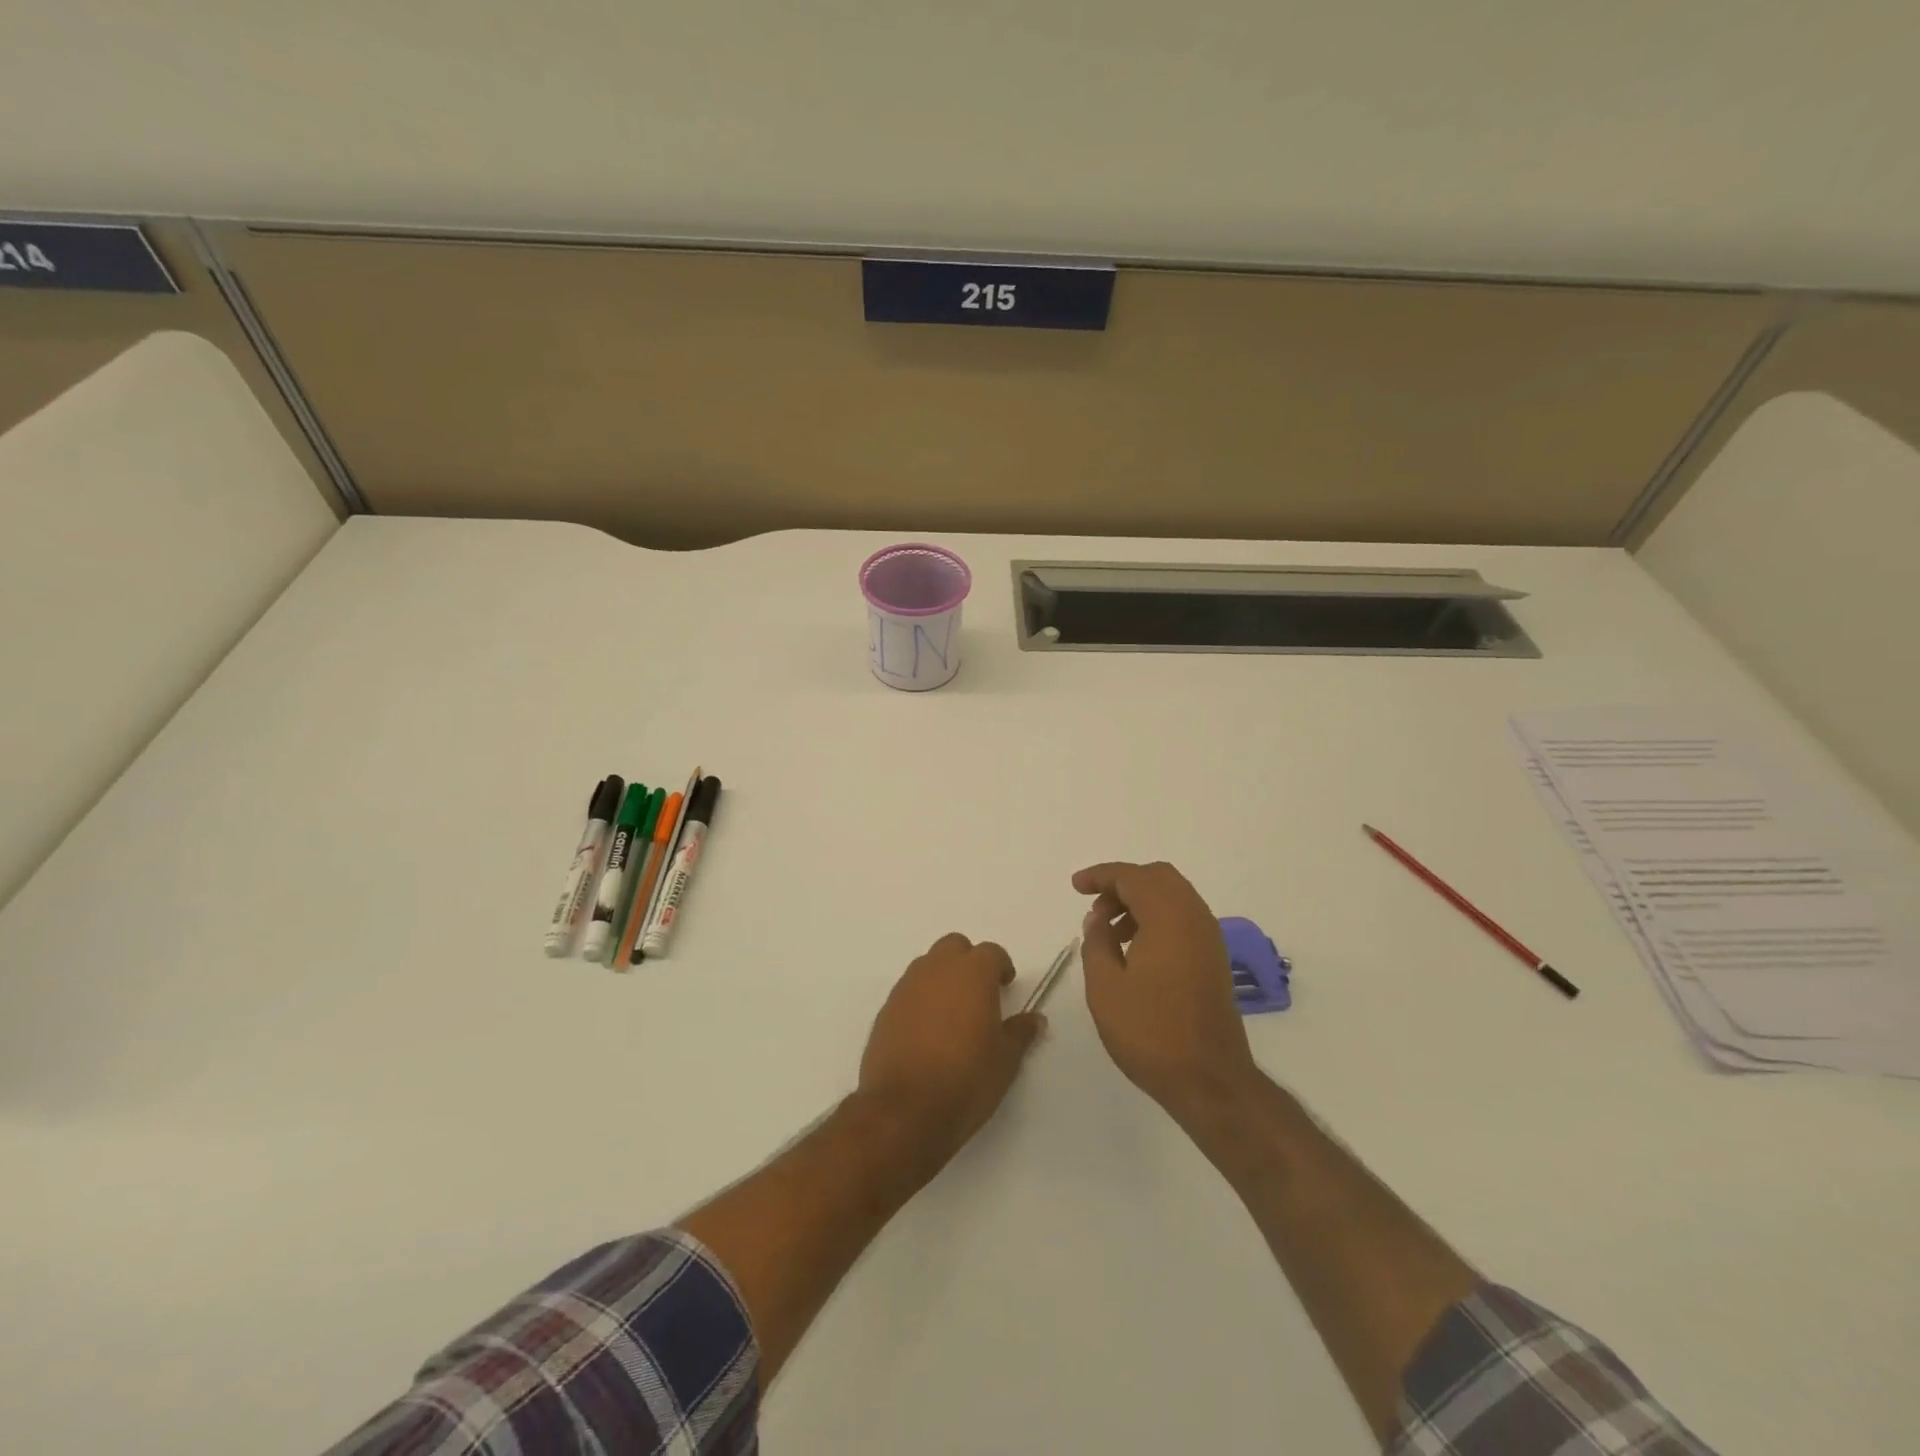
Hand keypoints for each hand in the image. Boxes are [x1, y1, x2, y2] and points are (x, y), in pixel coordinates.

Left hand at [856, 933, 1043, 1167]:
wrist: (904, 1111)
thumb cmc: (966, 1079)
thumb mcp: (1005, 1060)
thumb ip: (1020, 1032)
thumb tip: (1034, 1018)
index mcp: (972, 973)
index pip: (991, 952)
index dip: (1000, 967)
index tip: (1005, 987)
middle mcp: (937, 970)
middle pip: (954, 947)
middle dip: (968, 962)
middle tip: (979, 993)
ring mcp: (907, 988)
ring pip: (928, 966)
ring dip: (942, 978)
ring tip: (952, 1014)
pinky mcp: (886, 1010)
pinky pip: (908, 991)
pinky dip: (920, 1000)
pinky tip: (927, 1032)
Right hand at [1074, 861, 1260, 1123]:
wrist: (1210, 1080)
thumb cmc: (1151, 1032)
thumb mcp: (1105, 987)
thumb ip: (1096, 942)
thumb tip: (1098, 918)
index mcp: (1168, 916)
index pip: (1132, 877)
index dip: (1100, 876)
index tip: (1076, 886)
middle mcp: (1194, 917)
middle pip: (1158, 877)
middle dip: (1123, 883)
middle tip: (1095, 907)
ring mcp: (1209, 938)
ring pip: (1173, 896)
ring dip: (1140, 901)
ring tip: (1109, 932)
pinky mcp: (1214, 958)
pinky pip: (1183, 918)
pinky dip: (1157, 918)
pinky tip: (1135, 949)